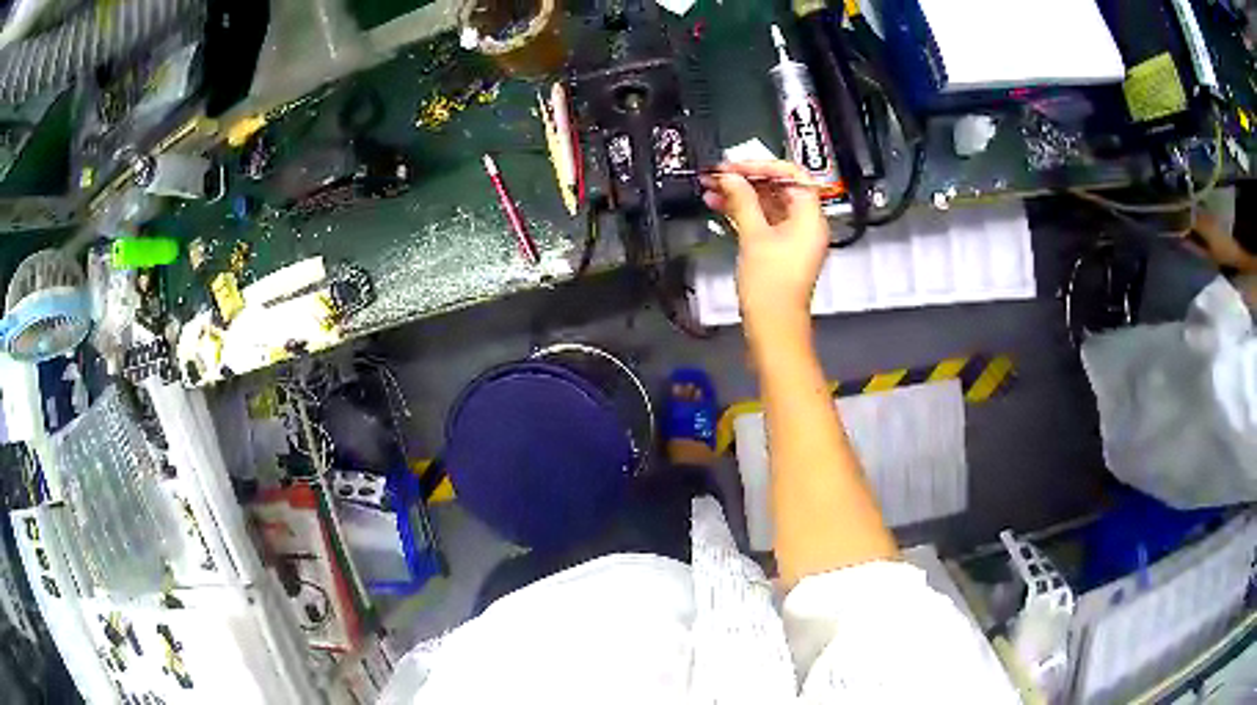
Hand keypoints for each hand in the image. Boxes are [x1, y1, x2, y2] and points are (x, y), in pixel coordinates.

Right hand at [701, 161, 828, 340]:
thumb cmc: (771, 286)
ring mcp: (793, 237)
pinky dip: (743, 212)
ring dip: (740, 195)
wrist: (773, 326)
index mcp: (810, 217)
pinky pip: (763, 221)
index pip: (792, 175)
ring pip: (768, 204)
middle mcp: (806, 224)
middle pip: (779, 188)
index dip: (762, 165)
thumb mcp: (754, 236)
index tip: (735, 166)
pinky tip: (719, 205)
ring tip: (711, 188)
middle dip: (746, 179)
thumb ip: (742, 200)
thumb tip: (730, 177)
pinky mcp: (780, 249)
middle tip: (718, 174)